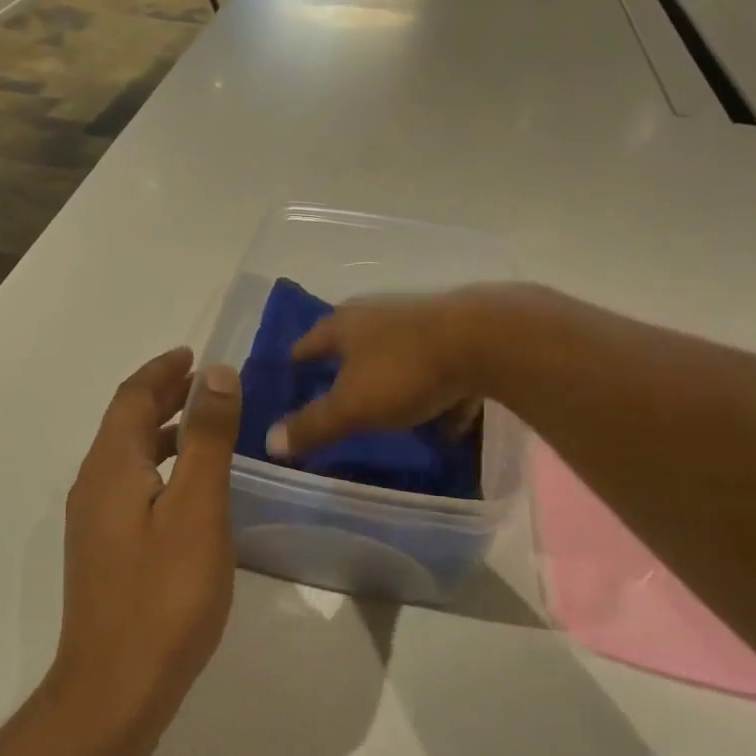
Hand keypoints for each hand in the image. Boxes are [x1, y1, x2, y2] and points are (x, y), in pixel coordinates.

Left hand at [53, 348, 243, 736]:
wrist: (115, 690)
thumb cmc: (164, 594)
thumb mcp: (197, 508)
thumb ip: (208, 437)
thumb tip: (216, 373)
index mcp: (111, 467)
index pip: (132, 398)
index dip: (162, 372)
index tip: (192, 354)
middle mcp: (94, 485)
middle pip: (127, 423)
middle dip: (163, 395)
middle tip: (205, 381)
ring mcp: (95, 522)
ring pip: (129, 455)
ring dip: (163, 429)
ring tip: (206, 423)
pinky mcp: (105, 550)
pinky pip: (132, 483)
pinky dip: (161, 463)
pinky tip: (189, 486)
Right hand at [266, 290, 489, 460]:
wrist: (485, 341)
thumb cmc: (404, 370)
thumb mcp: (352, 407)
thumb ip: (313, 425)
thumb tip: (270, 441)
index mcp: (345, 325)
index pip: (307, 342)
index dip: (296, 363)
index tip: (289, 382)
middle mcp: (378, 314)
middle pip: (351, 343)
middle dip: (343, 370)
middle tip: (335, 398)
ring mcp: (419, 321)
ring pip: (395, 354)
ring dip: (389, 380)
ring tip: (388, 413)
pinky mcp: (456, 334)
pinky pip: (436, 368)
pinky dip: (433, 391)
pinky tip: (444, 420)